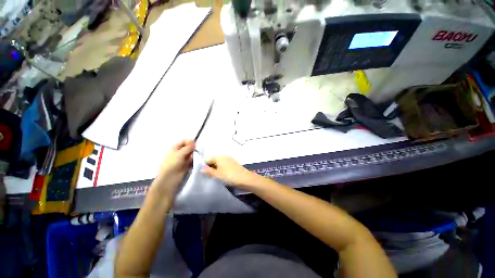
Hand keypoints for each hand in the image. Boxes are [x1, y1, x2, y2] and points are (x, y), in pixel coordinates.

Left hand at [151, 140, 194, 201]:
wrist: (169, 180)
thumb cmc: (172, 165)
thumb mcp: (180, 154)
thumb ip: (188, 147)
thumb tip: (194, 142)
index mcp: (174, 148)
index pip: (184, 141)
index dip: (190, 142)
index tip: (195, 145)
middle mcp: (178, 152)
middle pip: (188, 147)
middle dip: (193, 149)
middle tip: (196, 152)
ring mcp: (182, 159)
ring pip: (191, 154)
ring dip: (194, 155)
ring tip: (195, 158)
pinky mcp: (186, 165)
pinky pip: (192, 160)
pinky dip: (194, 160)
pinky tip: (195, 162)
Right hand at [201, 156, 264, 190]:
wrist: (245, 178)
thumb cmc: (229, 176)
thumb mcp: (217, 174)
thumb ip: (208, 171)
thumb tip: (201, 168)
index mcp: (219, 157)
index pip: (208, 159)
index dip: (205, 166)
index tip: (203, 174)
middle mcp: (224, 156)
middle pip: (214, 161)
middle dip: (210, 168)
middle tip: (209, 177)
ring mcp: (229, 160)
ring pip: (219, 163)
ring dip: (216, 169)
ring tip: (215, 177)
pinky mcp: (233, 164)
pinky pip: (224, 165)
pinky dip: (222, 169)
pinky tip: (222, 176)